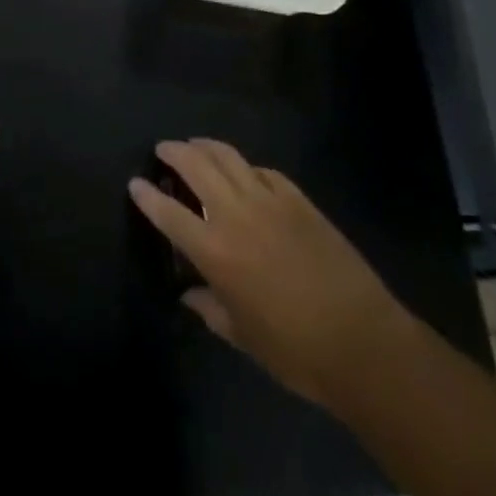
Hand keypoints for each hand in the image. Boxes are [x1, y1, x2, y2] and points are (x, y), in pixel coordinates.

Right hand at [129, 139, 400, 413]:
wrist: (361, 341)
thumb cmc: (295, 350)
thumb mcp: (243, 337)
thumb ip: (210, 309)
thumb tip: (190, 294)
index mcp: (215, 252)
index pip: (169, 214)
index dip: (147, 197)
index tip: (135, 183)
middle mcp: (236, 215)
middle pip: (196, 167)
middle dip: (174, 153)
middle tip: (163, 150)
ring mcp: (269, 200)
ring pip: (229, 157)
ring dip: (206, 146)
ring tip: (195, 146)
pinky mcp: (298, 199)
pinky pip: (263, 171)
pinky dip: (246, 167)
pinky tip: (244, 171)